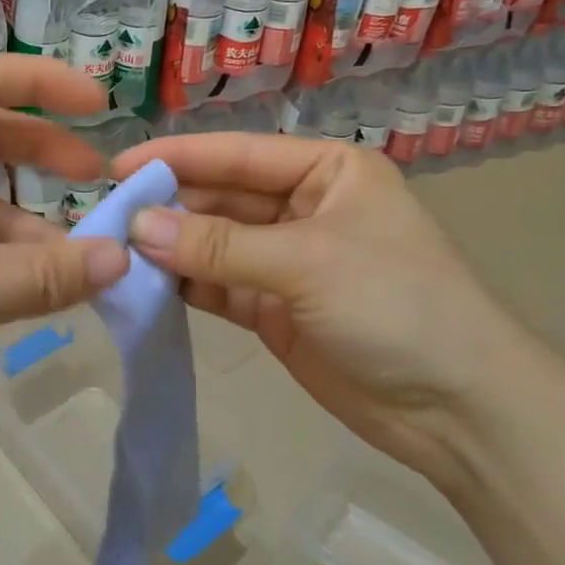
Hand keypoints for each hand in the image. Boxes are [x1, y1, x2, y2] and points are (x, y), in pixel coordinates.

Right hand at [110, 132, 537, 480]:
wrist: (459, 410)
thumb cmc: (397, 306)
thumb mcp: (307, 263)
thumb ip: (218, 245)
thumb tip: (137, 226)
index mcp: (325, 172)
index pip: (237, 154)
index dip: (176, 158)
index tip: (116, 167)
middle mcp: (301, 208)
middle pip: (219, 198)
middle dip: (166, 207)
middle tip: (104, 218)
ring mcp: (284, 261)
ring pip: (211, 244)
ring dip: (168, 249)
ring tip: (112, 251)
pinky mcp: (270, 309)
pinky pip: (215, 286)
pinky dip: (182, 285)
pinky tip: (141, 285)